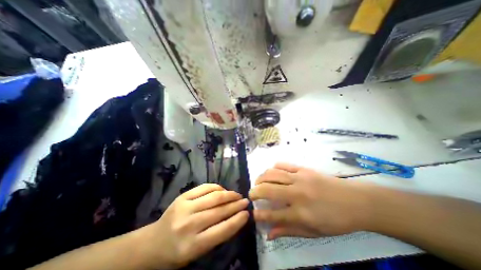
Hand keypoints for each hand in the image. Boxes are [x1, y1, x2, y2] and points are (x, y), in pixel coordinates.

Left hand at [141, 182, 247, 268]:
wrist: (152, 242)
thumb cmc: (177, 251)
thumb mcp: (197, 251)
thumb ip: (216, 235)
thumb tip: (235, 217)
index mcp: (191, 246)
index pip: (221, 231)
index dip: (237, 220)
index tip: (247, 214)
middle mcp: (188, 225)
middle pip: (219, 211)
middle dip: (235, 205)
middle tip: (245, 201)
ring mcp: (184, 207)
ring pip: (213, 197)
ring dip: (228, 195)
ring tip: (237, 195)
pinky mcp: (182, 196)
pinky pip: (204, 188)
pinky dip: (216, 187)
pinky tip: (223, 190)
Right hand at [248, 163, 370, 238]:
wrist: (356, 201)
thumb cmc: (336, 220)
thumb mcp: (314, 232)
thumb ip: (289, 231)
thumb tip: (269, 234)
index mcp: (301, 213)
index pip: (273, 214)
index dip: (259, 214)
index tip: (253, 213)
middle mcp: (297, 194)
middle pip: (268, 189)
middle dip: (254, 192)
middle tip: (251, 194)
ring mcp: (300, 178)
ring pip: (273, 174)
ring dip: (261, 178)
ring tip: (258, 182)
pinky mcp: (303, 169)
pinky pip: (283, 164)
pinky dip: (273, 168)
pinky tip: (271, 172)